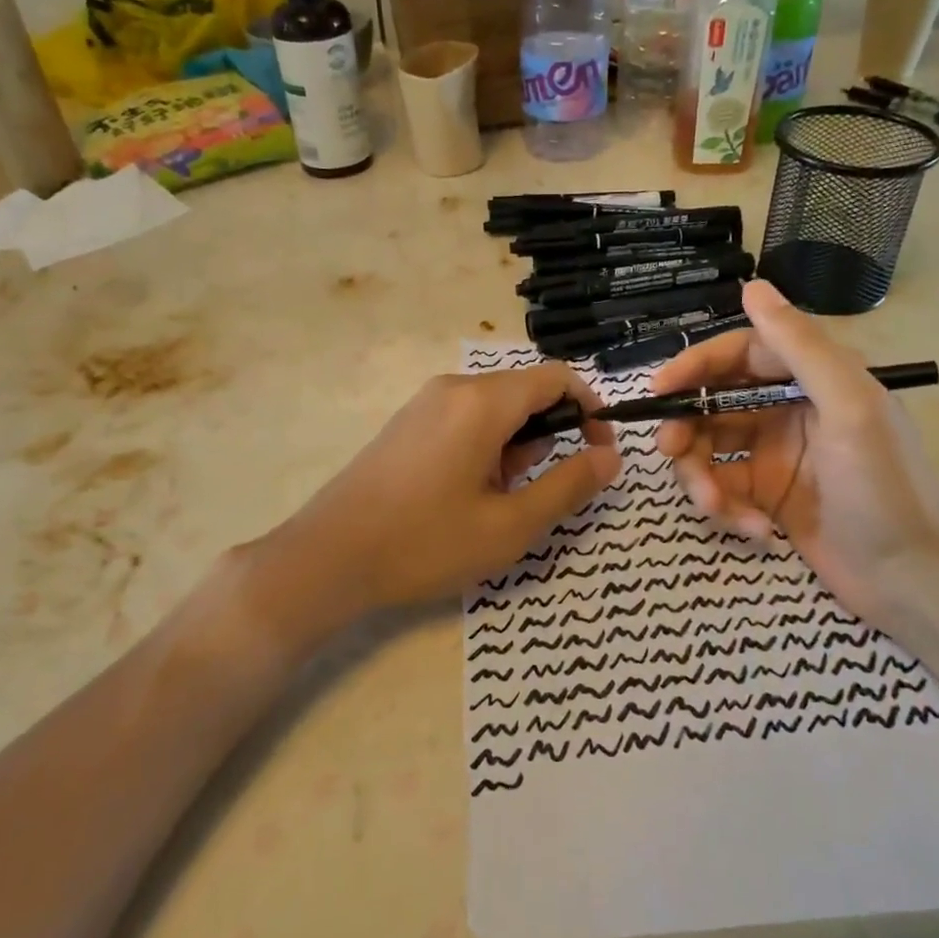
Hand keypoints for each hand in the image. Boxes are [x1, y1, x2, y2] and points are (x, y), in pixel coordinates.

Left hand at [244, 364, 621, 638]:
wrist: (328, 558)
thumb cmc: (425, 543)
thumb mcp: (510, 526)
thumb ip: (568, 486)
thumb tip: (610, 456)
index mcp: (482, 401)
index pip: (556, 379)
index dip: (590, 410)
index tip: (599, 453)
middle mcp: (453, 387)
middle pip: (525, 392)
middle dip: (548, 436)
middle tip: (536, 491)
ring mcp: (424, 403)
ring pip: (494, 409)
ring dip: (515, 446)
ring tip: (496, 502)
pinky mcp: (406, 424)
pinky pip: (464, 420)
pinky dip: (485, 448)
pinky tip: (465, 495)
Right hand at [652, 279, 938, 628]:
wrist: (914, 580)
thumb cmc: (885, 486)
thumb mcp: (848, 406)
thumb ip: (801, 345)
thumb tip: (751, 285)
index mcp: (813, 379)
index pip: (740, 354)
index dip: (696, 366)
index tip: (659, 389)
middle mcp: (790, 410)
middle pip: (714, 403)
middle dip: (688, 427)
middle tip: (670, 451)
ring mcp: (776, 456)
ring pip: (711, 449)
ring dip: (701, 475)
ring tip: (714, 506)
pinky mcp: (767, 498)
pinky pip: (724, 489)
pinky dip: (726, 508)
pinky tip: (753, 530)